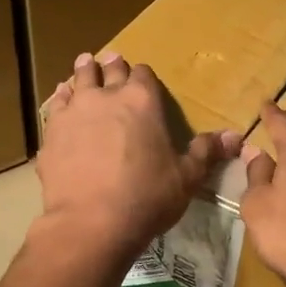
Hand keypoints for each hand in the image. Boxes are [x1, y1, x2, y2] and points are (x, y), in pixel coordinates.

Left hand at [37, 52, 241, 267]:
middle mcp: (106, 97)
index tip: (142, 81)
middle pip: (108, 69)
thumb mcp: (186, 179)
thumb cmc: (146, 199)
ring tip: (85, 68)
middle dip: (112, 66)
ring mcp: (73, 112)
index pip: (143, 74)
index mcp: (142, 101)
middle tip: (111, 62)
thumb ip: (205, 153)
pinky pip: (56, 106)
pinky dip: (61, 100)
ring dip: (83, 74)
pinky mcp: (51, 133)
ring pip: (77, 80)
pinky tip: (62, 103)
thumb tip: (235, 136)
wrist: (91, 223)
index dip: (143, 76)